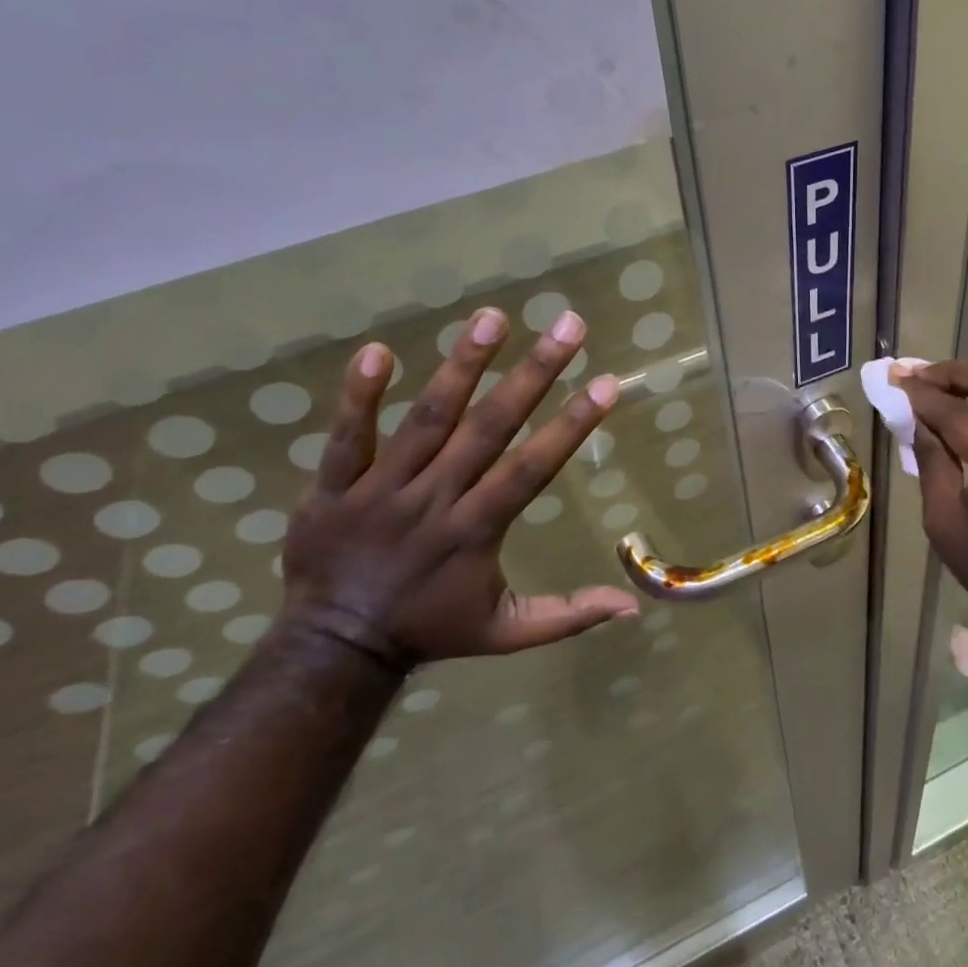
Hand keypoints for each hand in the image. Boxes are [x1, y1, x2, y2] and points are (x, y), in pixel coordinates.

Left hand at [280, 307, 639, 669]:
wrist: (334, 648)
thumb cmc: (431, 629)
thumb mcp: (507, 633)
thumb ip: (568, 615)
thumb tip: (633, 607)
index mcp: (477, 531)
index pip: (532, 469)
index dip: (571, 426)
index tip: (606, 384)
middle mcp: (435, 500)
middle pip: (488, 428)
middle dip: (532, 374)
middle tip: (567, 325)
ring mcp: (382, 490)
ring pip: (426, 421)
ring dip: (461, 367)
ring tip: (492, 318)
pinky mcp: (334, 487)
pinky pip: (347, 437)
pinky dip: (359, 396)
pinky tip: (377, 351)